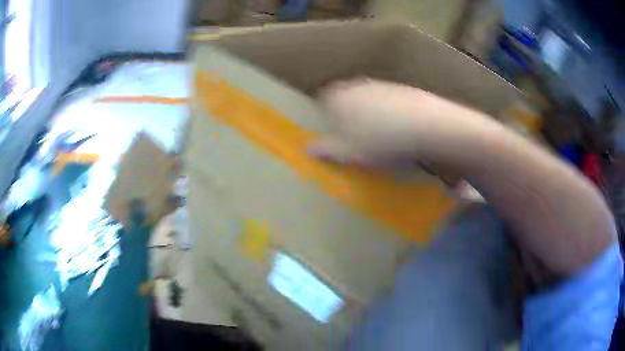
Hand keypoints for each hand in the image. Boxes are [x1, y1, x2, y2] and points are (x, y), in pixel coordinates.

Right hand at [308, 79, 493, 167]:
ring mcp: (380, 84)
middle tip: (357, 139)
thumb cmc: (379, 140)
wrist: (425, 126)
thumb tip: (307, 148)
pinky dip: (389, 114)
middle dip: (348, 116)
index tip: (336, 136)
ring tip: (381, 137)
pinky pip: (387, 101)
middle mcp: (356, 85)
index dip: (327, 119)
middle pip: (346, 99)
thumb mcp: (348, 152)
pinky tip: (399, 130)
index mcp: (338, 97)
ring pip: (367, 100)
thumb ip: (327, 149)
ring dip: (369, 115)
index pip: (322, 103)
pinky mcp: (401, 89)